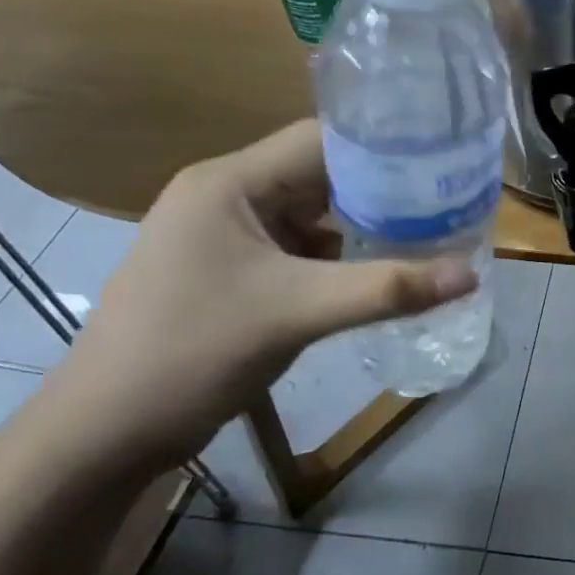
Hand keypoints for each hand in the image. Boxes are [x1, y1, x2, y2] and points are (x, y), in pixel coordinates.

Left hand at [34, 120, 475, 471]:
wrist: (104, 434)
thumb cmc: (191, 353)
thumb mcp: (297, 313)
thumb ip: (387, 290)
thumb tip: (470, 275)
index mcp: (230, 182)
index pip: (320, 140)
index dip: (384, 146)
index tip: (443, 159)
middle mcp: (228, 196)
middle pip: (321, 176)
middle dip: (383, 190)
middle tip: (448, 199)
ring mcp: (229, 236)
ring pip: (314, 216)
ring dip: (365, 226)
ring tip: (431, 231)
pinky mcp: (235, 272)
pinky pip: (301, 250)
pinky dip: (341, 258)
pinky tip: (384, 271)